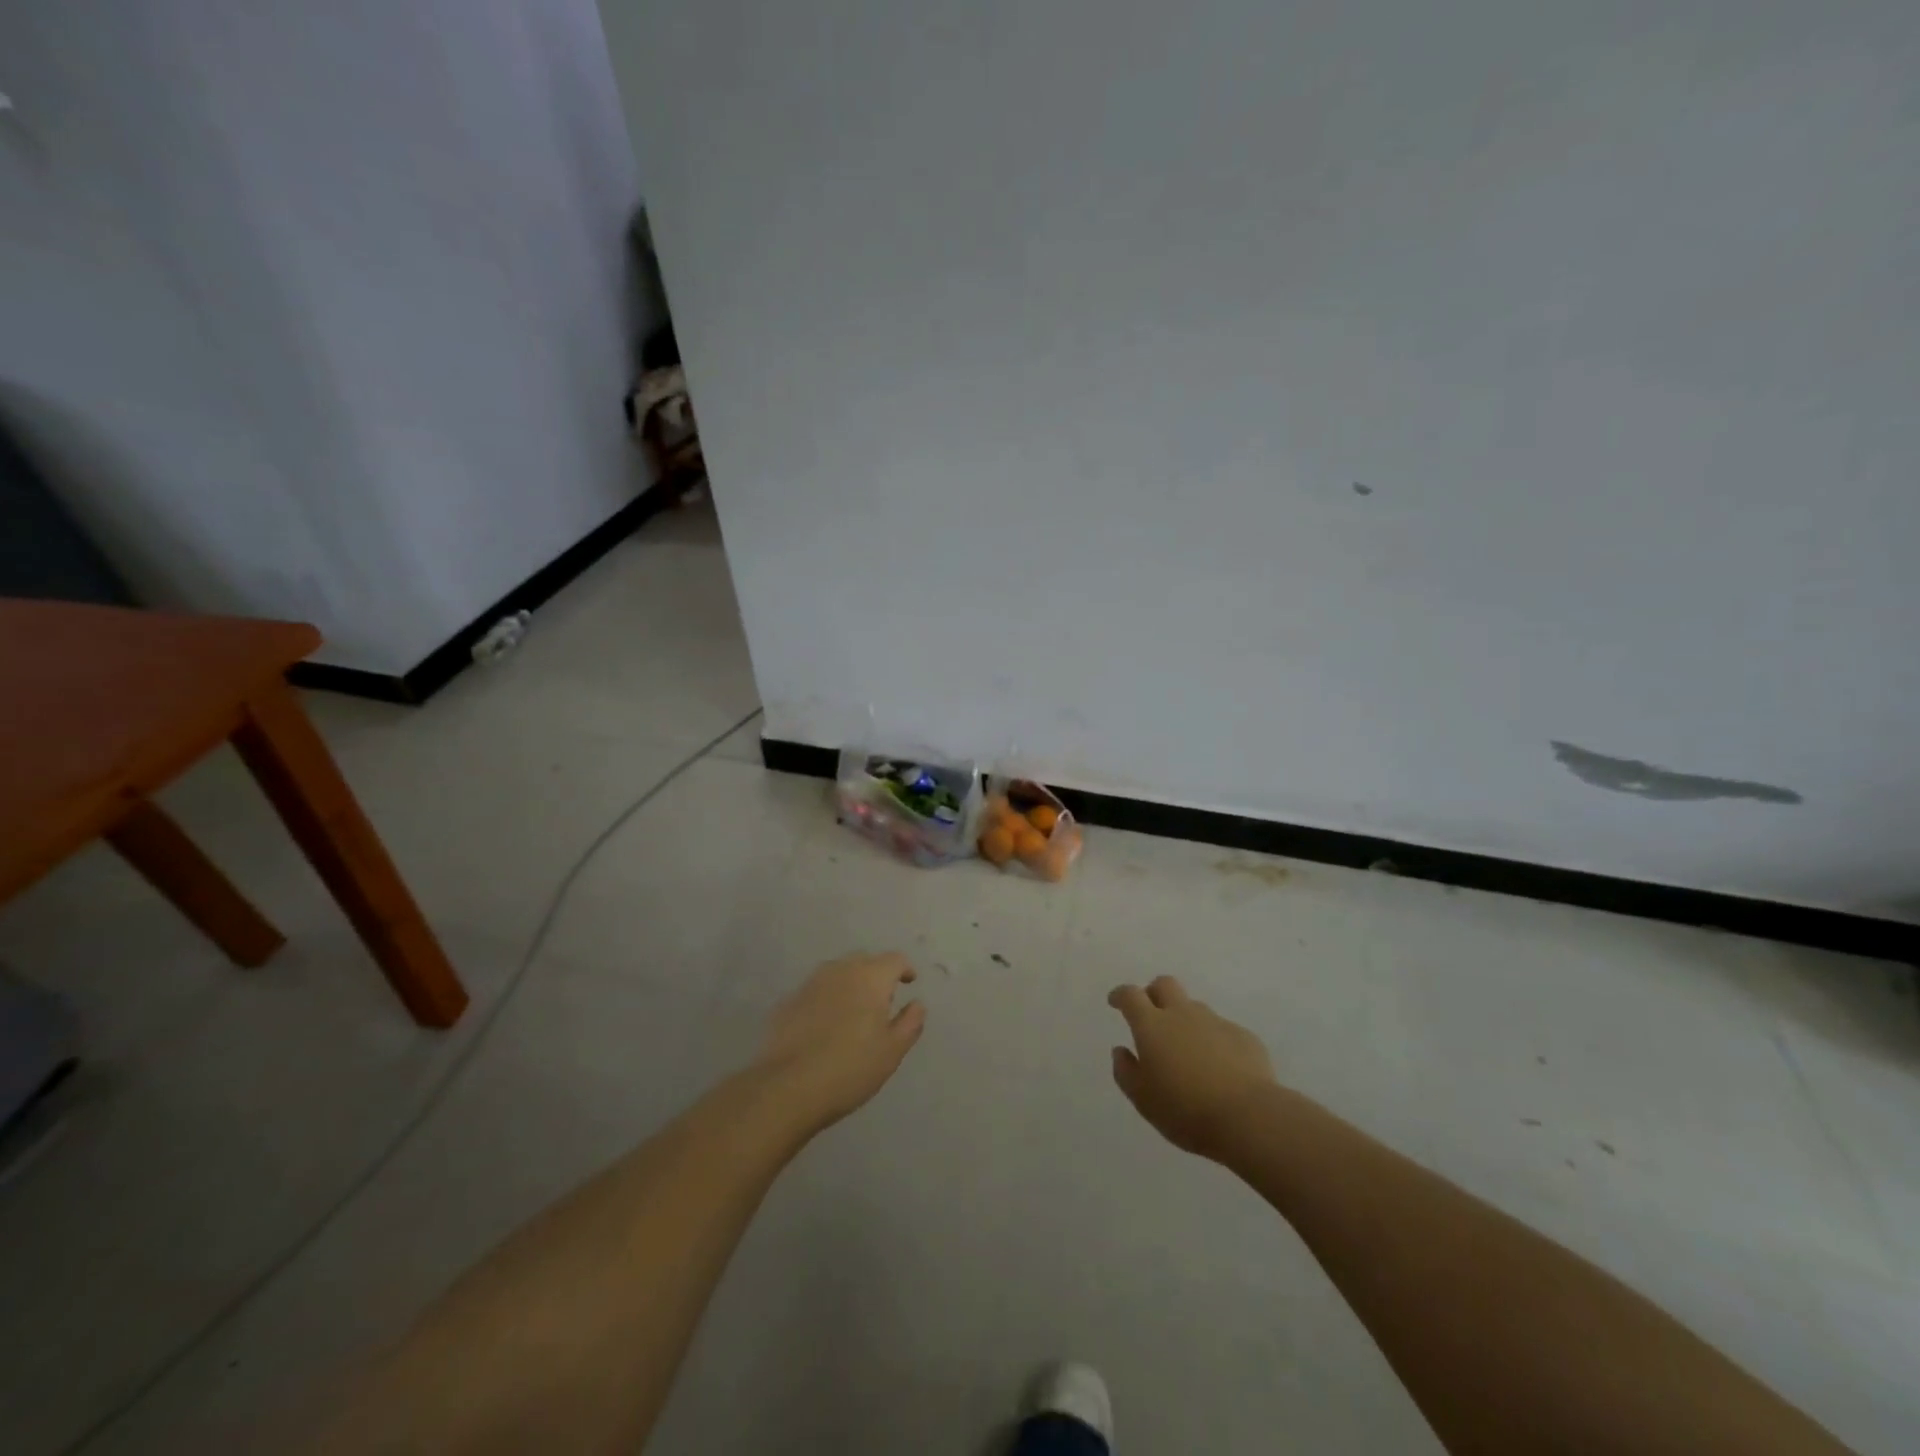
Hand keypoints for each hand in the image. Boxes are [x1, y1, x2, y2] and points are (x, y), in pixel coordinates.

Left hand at [753, 952, 925, 1134]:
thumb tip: (917, 1004)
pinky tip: (824, 1025)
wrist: (787, 1087)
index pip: (894, 960)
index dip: (904, 969)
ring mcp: (810, 983)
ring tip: (853, 1011)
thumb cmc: (850, 1068)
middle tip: (881, 1001)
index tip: (909, 982)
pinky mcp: (788, 1001)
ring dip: (850, 984)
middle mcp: (840, 970)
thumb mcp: (892, 1051)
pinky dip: (826, 999)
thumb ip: (910, 1023)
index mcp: (870, 977)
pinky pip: (816, 991)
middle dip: (876, 974)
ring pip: (837, 973)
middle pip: (864, 961)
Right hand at [1109, 975, 1275, 1158]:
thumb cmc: (1185, 1110)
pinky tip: (1220, 1067)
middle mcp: (1182, 1014)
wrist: (1248, 1118)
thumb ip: (1126, 1071)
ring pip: (1194, 1007)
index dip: (1121, 995)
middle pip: (1165, 984)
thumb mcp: (1143, 1099)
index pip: (1131, 995)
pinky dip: (1214, 1041)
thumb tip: (1121, 1051)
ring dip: (1185, 1019)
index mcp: (1152, 1026)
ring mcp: (1216, 1022)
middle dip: (1154, 993)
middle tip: (1151, 1014)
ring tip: (1188, 1051)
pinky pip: (1222, 1030)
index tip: (1116, 1001)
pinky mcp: (1243, 1036)